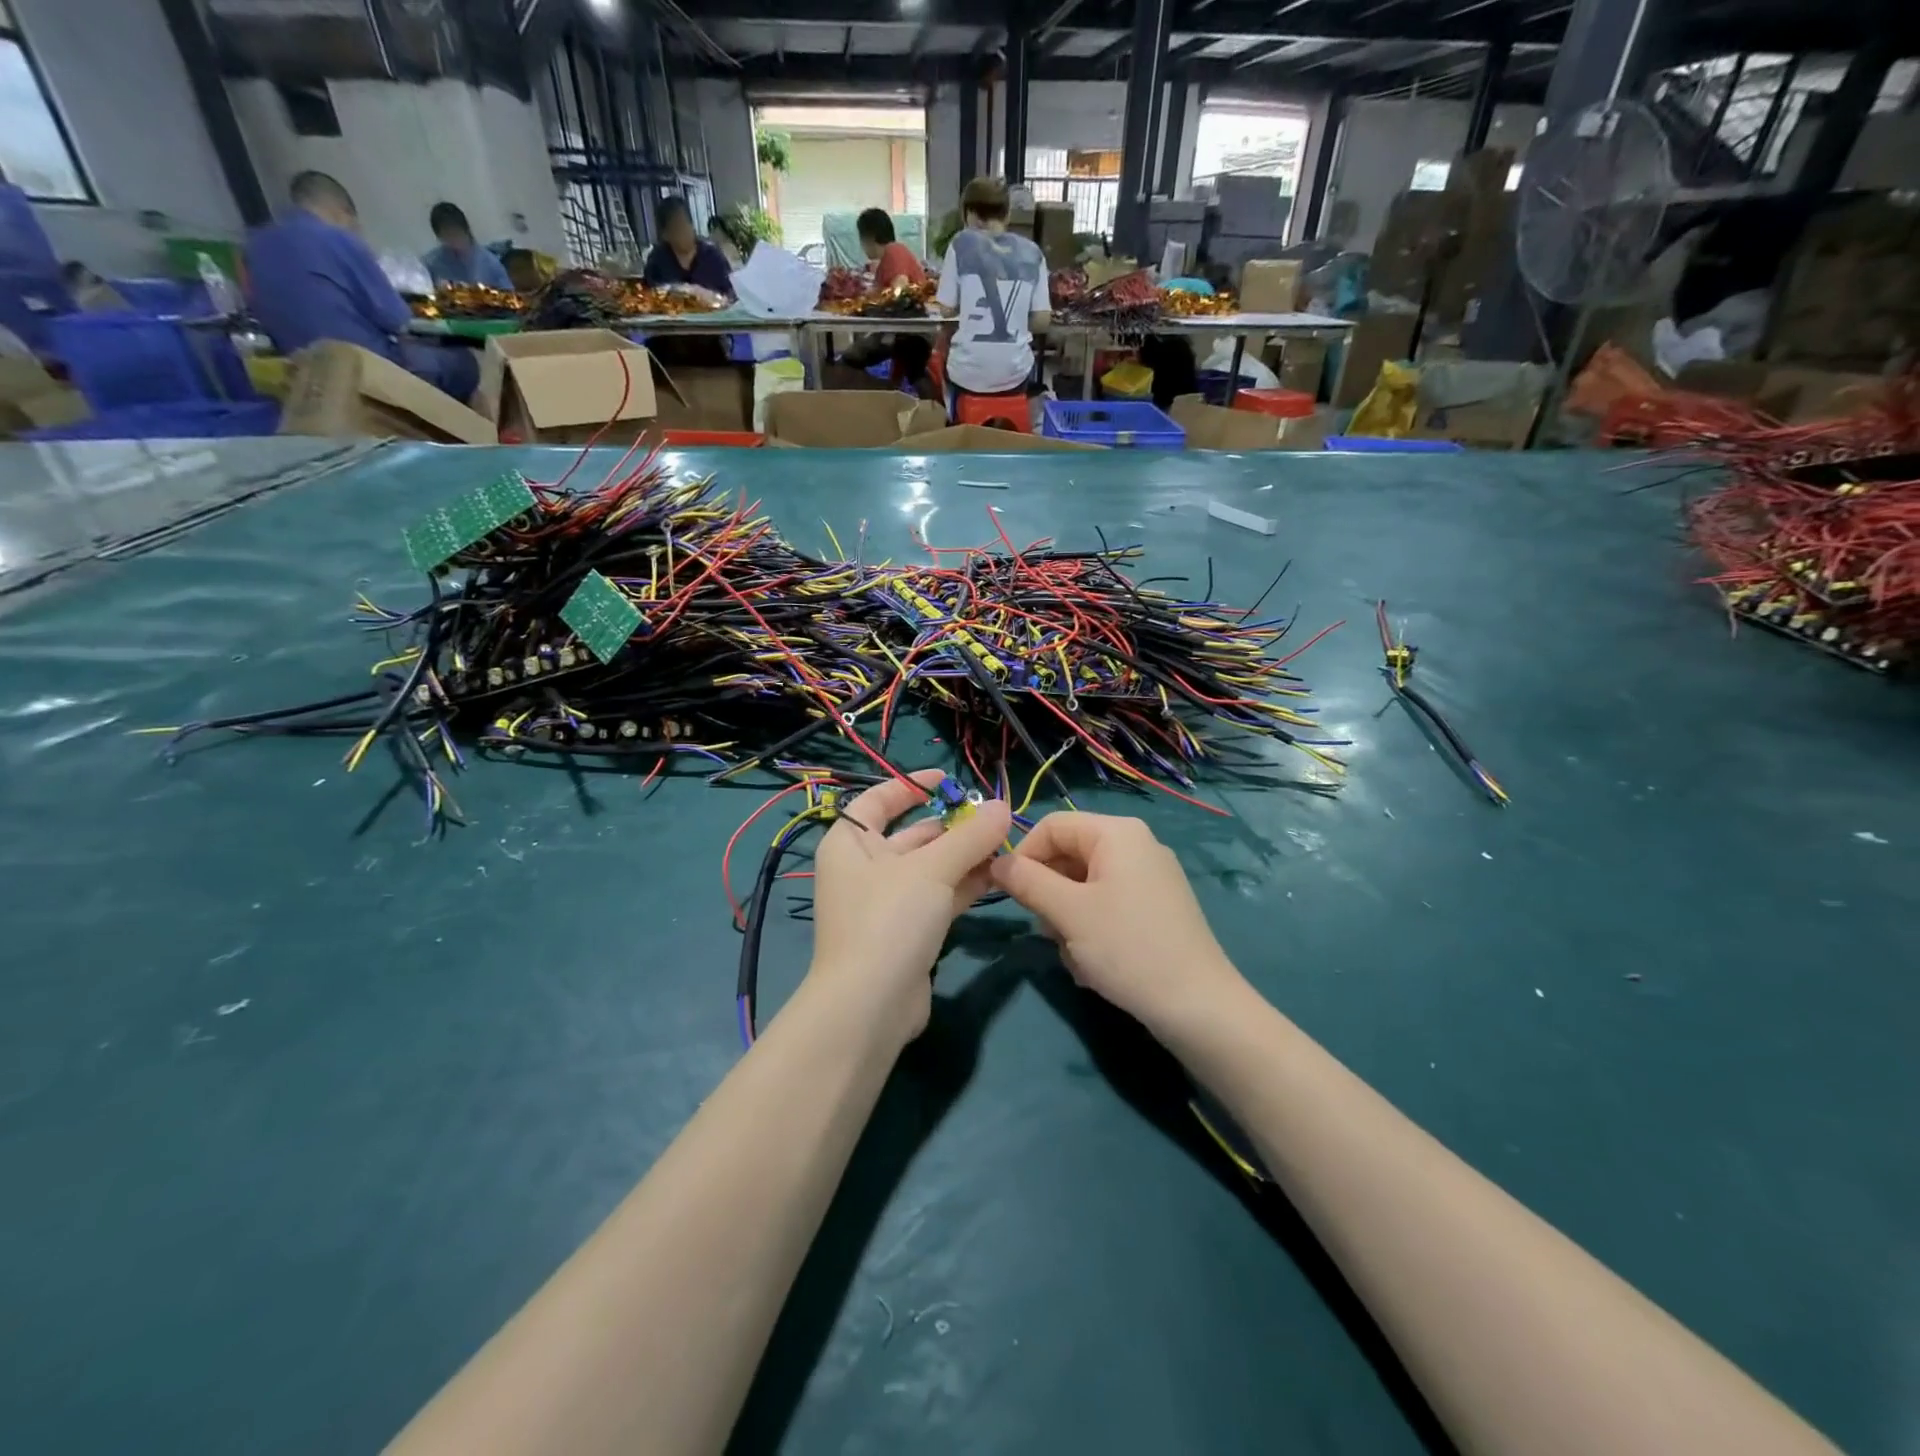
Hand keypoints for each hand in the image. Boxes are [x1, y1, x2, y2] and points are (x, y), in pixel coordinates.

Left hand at [806, 769, 1010, 1045]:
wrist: (870, 1007)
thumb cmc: (889, 920)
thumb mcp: (931, 870)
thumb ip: (970, 837)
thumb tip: (1002, 806)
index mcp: (850, 843)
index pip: (877, 801)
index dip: (911, 786)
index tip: (948, 780)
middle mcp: (864, 869)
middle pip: (911, 835)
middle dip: (952, 825)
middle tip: (993, 817)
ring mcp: (886, 903)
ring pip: (929, 868)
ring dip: (964, 855)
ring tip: (1005, 842)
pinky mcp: (907, 931)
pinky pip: (938, 896)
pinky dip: (964, 884)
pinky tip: (998, 874)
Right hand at [990, 812, 1241, 1035]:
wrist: (1198, 1006)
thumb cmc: (1128, 948)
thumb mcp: (1068, 912)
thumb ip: (1027, 881)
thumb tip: (996, 862)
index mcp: (1117, 833)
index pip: (1052, 825)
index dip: (1024, 855)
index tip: (1009, 894)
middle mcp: (1136, 845)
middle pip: (1068, 855)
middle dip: (1050, 895)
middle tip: (1049, 933)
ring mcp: (1149, 877)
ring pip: (1084, 885)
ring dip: (1068, 919)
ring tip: (1077, 955)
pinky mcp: (1156, 907)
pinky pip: (1107, 904)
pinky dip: (1092, 929)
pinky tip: (1096, 964)